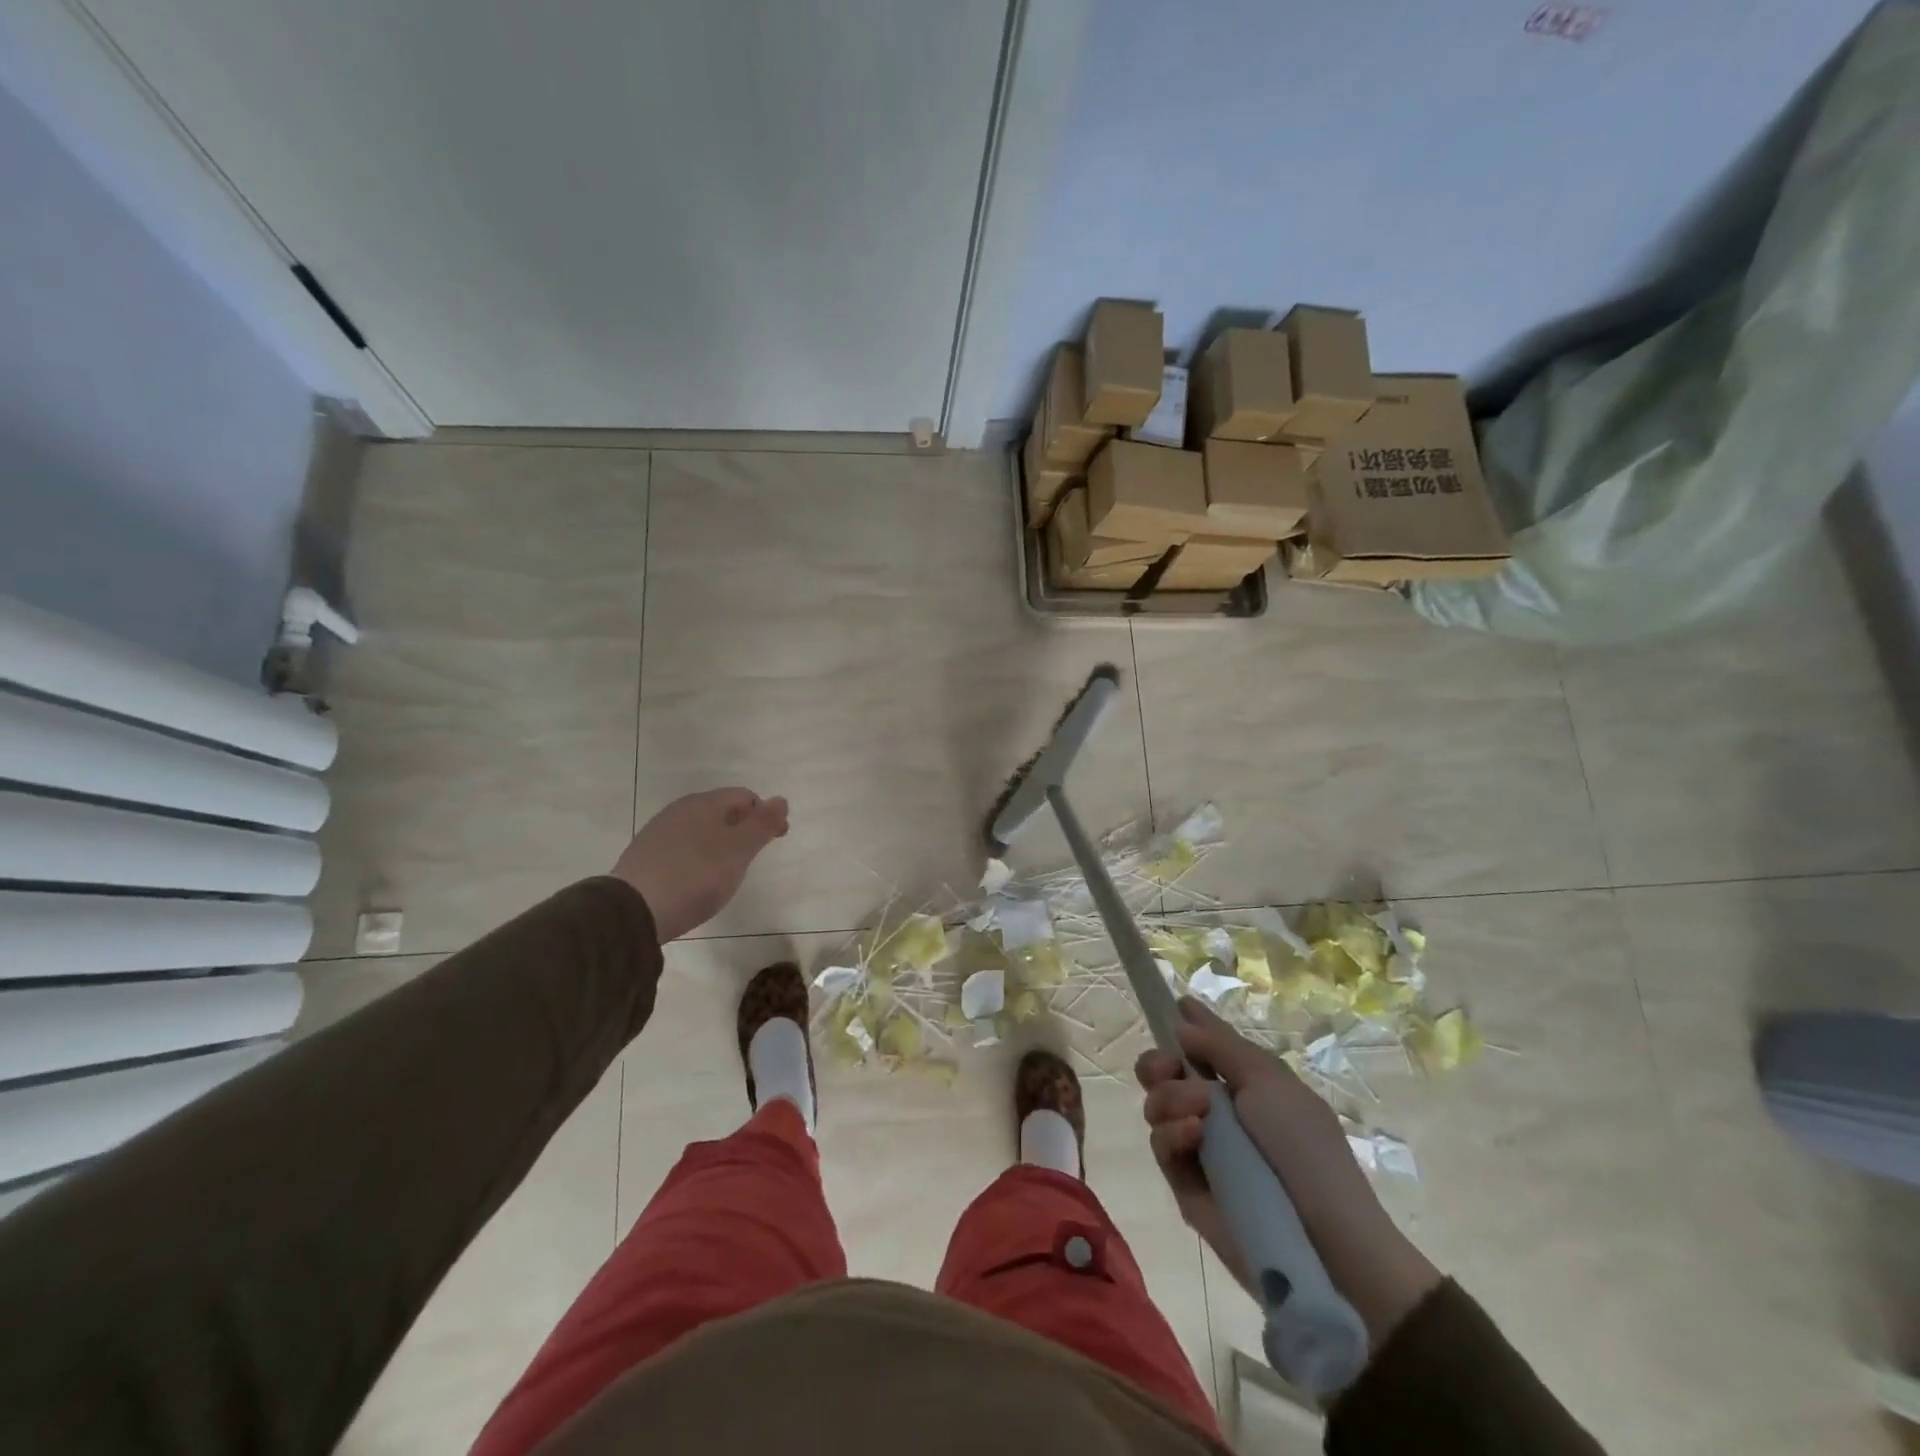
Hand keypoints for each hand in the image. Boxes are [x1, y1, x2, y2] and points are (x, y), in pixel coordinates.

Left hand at [612, 788, 788, 940]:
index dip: (766, 814)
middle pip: (722, 810)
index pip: (745, 796)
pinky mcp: (645, 856)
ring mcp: (659, 832)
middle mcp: (680, 810)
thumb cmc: (696, 876)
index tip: (778, 839)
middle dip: (743, 827)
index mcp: (705, 803)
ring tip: (728, 869)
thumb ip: (762, 825)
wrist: (632, 910)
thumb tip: (781, 800)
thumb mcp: (739, 852)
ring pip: (701, 828)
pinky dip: (699, 856)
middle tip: (754, 855)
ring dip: (720, 842)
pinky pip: (682, 847)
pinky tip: (697, 878)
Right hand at [1136, 998, 1441, 1344]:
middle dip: (1158, 1063)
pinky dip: (1172, 1134)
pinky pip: (1160, 1145)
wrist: (1325, 1237)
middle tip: (1169, 1067)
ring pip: (1155, 1104)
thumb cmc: (1305, 1147)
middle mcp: (1214, 1109)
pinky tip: (1194, 1136)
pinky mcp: (1184, 1184)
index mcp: (1242, 1082)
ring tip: (1200, 1114)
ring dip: (1171, 1098)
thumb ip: (1220, 1046)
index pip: (1203, 1045)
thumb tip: (1180, 1021)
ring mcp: (1197, 1146)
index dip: (1186, 1025)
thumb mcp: (1269, 1081)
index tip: (1171, 1006)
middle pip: (1163, 1072)